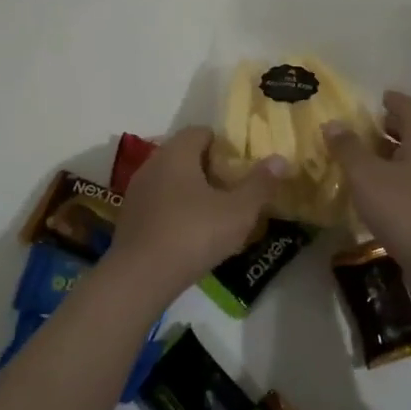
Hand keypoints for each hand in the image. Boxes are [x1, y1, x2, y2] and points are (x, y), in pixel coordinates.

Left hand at [112, 128, 285, 297]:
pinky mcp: (130, 217)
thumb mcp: (238, 211)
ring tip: (216, 214)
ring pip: (171, 180)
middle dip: (210, 169)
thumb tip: (280, 159)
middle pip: (186, 155)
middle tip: (234, 190)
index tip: (242, 166)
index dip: (225, 145)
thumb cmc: (193, 234)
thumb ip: (260, 184)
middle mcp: (153, 163)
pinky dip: (176, 210)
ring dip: (192, 191)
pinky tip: (191, 234)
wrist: (140, 277)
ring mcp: (137, 191)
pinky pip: (159, 202)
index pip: (201, 132)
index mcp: (177, 153)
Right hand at [325, 91, 410, 260]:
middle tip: (367, 125)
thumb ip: (348, 148)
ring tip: (364, 156)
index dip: (396, 100)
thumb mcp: (367, 175)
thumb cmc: (404, 209)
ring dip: (392, 154)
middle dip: (393, 127)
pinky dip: (395, 177)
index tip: (380, 97)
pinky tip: (376, 190)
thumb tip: (333, 123)